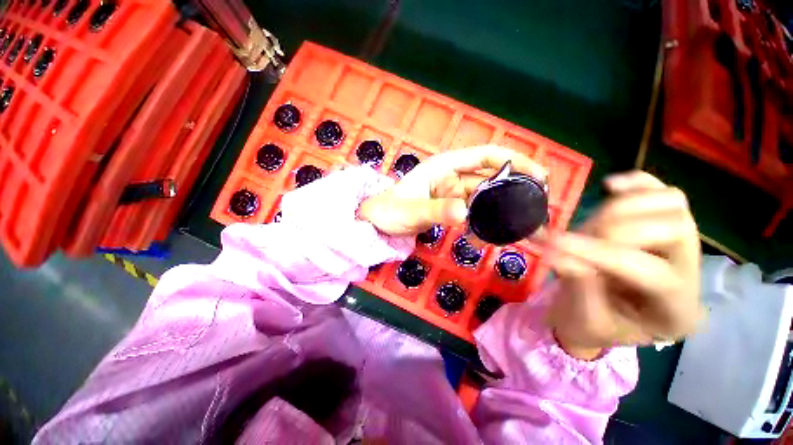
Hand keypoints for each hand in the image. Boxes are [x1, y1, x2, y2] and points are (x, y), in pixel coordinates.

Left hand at [358, 146, 546, 235]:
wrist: (377, 224)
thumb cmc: (388, 211)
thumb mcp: (411, 210)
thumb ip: (436, 210)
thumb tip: (465, 212)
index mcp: (444, 167)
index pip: (485, 155)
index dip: (513, 161)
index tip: (537, 175)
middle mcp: (452, 177)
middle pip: (489, 177)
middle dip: (513, 187)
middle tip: (537, 205)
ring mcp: (452, 193)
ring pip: (483, 196)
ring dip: (501, 207)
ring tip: (522, 221)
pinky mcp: (450, 208)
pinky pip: (473, 210)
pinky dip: (484, 218)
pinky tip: (493, 230)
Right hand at [546, 171, 701, 359]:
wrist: (603, 316)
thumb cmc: (593, 325)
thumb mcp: (583, 320)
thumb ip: (578, 286)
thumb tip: (561, 252)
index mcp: (677, 312)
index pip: (652, 272)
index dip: (599, 253)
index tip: (553, 244)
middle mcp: (692, 273)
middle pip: (674, 228)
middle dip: (613, 228)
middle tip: (573, 237)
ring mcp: (684, 245)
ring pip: (672, 203)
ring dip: (621, 207)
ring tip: (587, 224)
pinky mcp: (664, 224)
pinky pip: (660, 191)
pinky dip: (635, 183)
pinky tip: (610, 186)